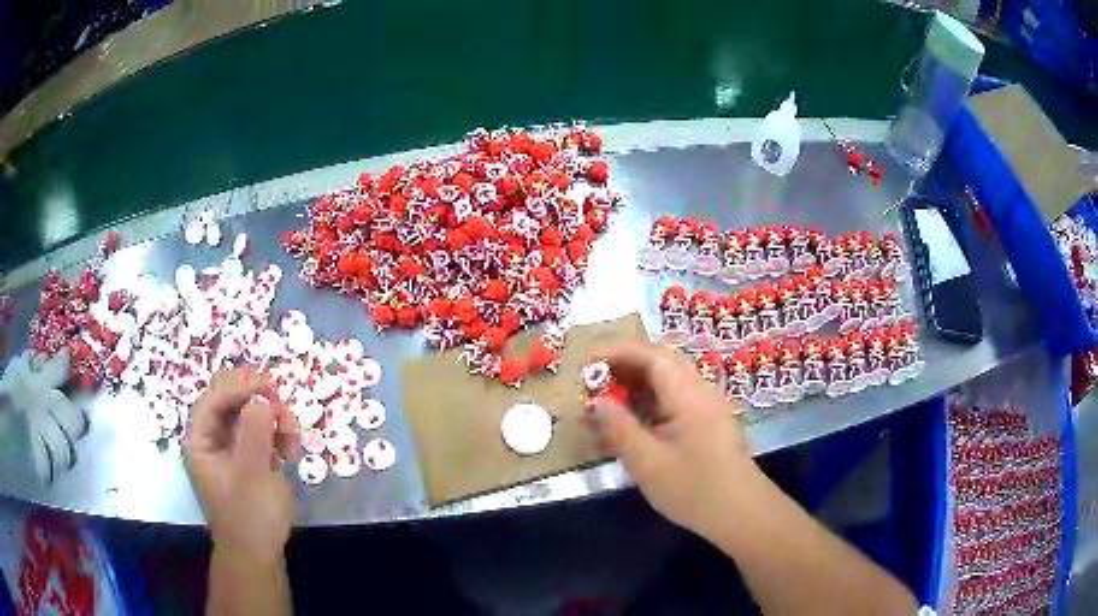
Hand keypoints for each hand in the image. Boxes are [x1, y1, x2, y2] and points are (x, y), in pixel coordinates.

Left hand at [184, 368, 300, 561]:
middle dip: (257, 400)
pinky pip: (262, 433)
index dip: (237, 386)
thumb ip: (254, 432)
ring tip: (291, 437)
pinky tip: (291, 449)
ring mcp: (232, 450)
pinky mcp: (250, 460)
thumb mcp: (252, 474)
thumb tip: (262, 397)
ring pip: (249, 416)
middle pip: (230, 403)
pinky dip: (277, 435)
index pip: (212, 400)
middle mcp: (213, 441)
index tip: (267, 384)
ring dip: (272, 418)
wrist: (260, 555)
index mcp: (200, 442)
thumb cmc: (250, 517)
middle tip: (280, 400)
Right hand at [585, 342, 755, 539]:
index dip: (618, 352)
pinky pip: (672, 404)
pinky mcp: (706, 425)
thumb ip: (620, 428)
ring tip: (603, 406)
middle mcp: (700, 392)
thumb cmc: (694, 489)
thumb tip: (597, 402)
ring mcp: (705, 409)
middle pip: (659, 365)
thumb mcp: (648, 463)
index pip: (652, 356)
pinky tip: (629, 427)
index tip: (587, 361)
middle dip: (623, 369)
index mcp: (689, 395)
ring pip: (665, 385)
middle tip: (590, 384)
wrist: (741, 514)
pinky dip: (647, 407)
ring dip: (634, 389)